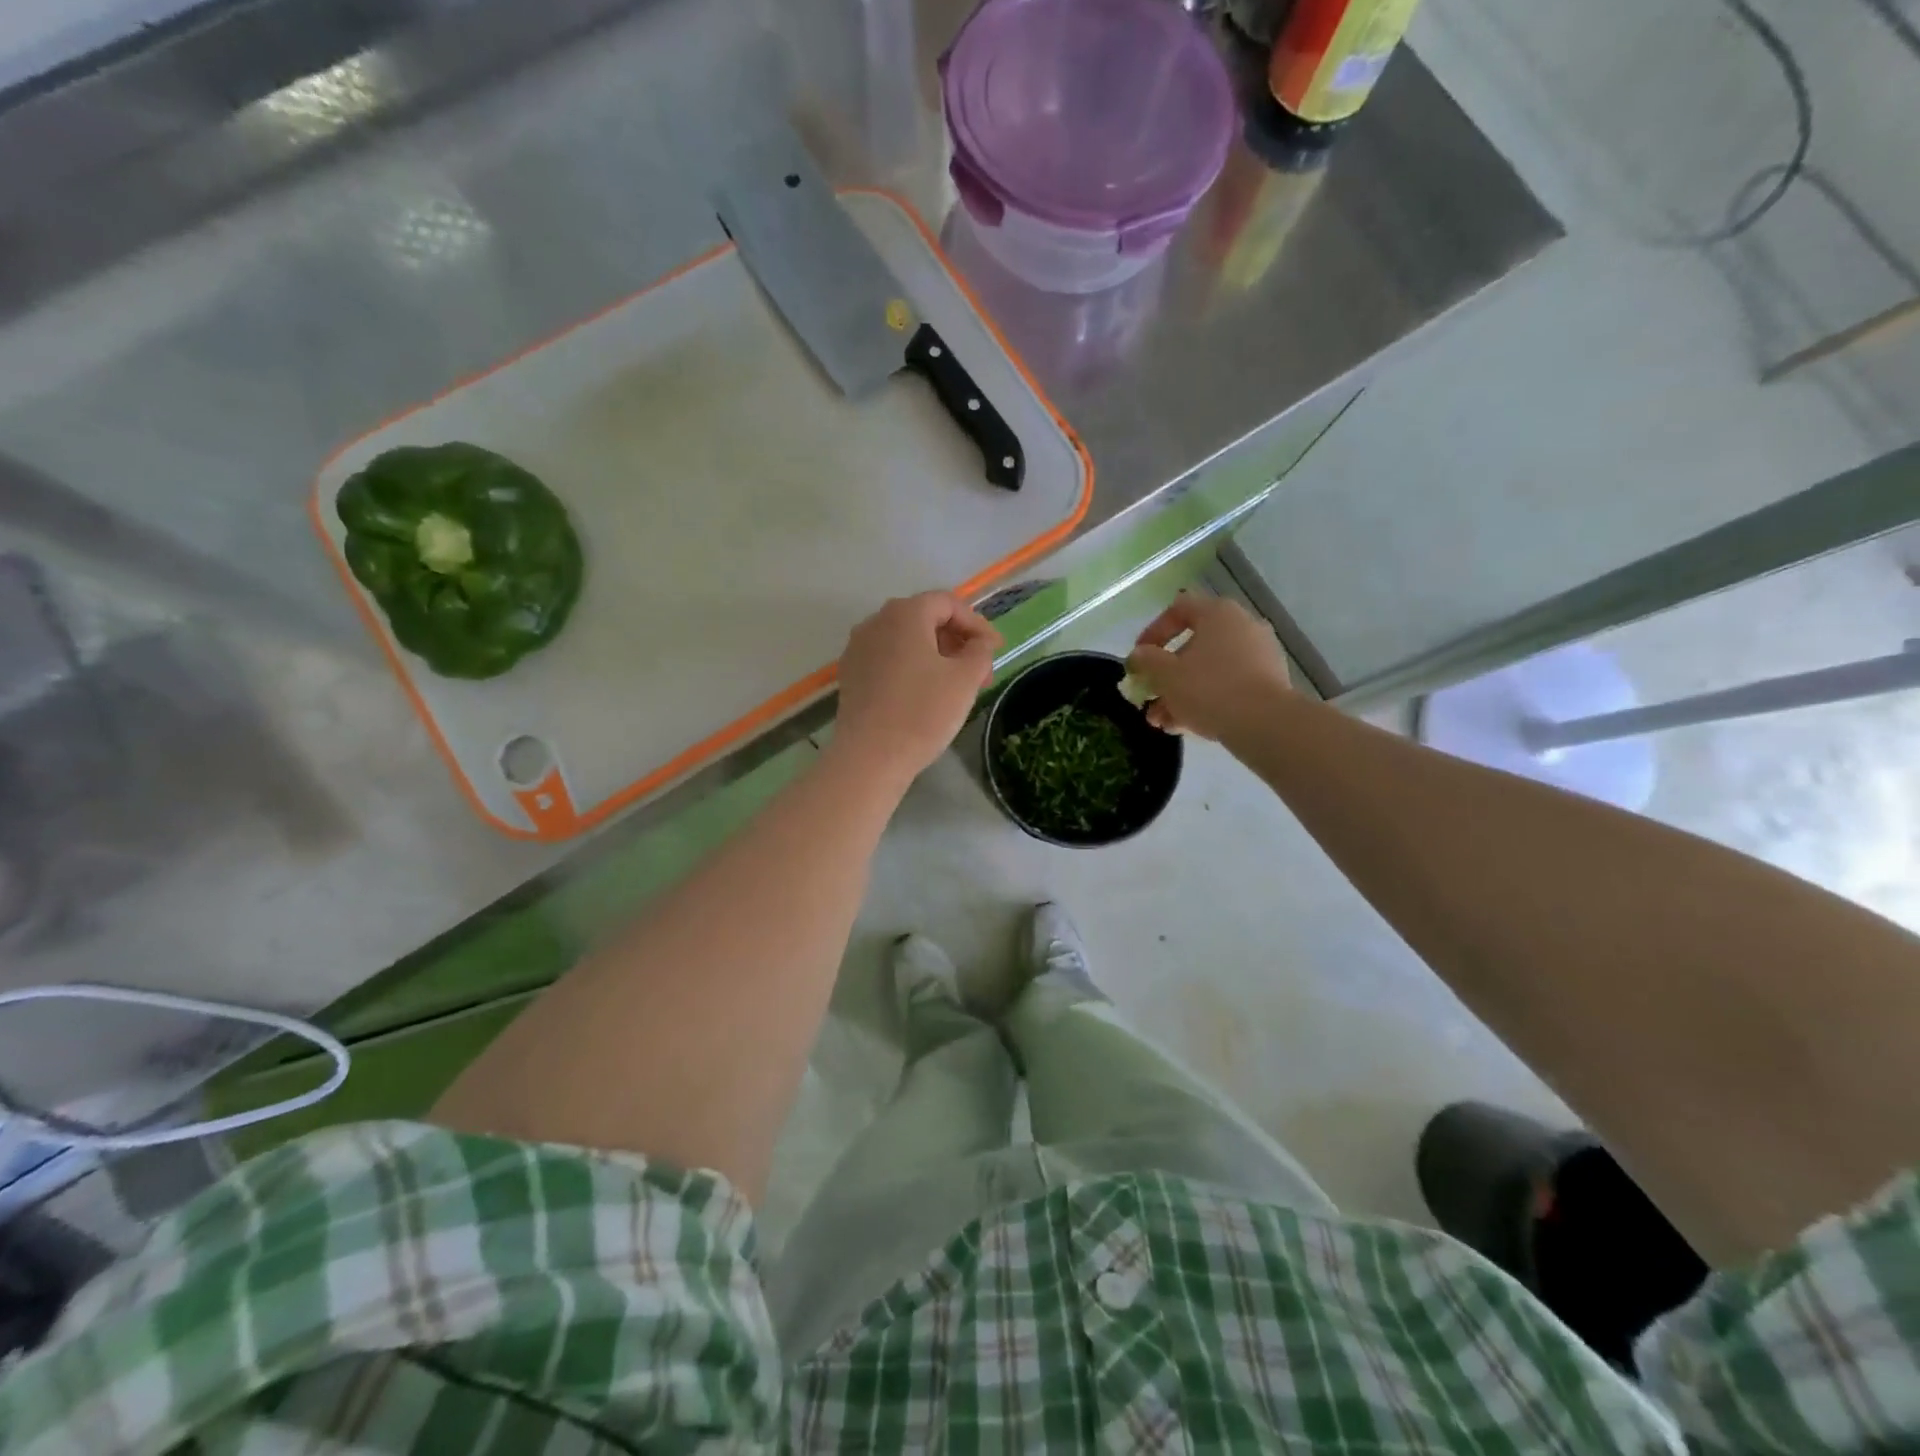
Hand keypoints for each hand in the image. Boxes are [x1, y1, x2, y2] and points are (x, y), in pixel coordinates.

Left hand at [833, 591, 1001, 784]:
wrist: (870, 756)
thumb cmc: (923, 712)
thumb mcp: (965, 680)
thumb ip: (980, 652)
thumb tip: (980, 643)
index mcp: (905, 614)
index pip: (948, 603)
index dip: (977, 624)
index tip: (996, 650)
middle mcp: (876, 621)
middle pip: (924, 618)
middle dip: (956, 640)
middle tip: (979, 670)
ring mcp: (858, 648)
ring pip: (905, 640)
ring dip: (935, 655)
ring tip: (955, 684)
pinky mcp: (851, 674)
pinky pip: (888, 659)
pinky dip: (911, 667)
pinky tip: (924, 693)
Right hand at [1127, 593, 1290, 739]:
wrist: (1265, 724)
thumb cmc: (1209, 689)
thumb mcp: (1166, 675)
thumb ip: (1146, 661)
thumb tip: (1139, 655)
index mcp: (1218, 614)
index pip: (1178, 609)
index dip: (1153, 632)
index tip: (1139, 658)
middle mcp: (1242, 626)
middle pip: (1193, 646)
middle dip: (1166, 675)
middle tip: (1149, 698)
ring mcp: (1259, 655)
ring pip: (1209, 670)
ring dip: (1181, 693)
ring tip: (1163, 723)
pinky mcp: (1269, 682)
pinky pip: (1229, 685)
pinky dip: (1206, 700)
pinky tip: (1187, 727)